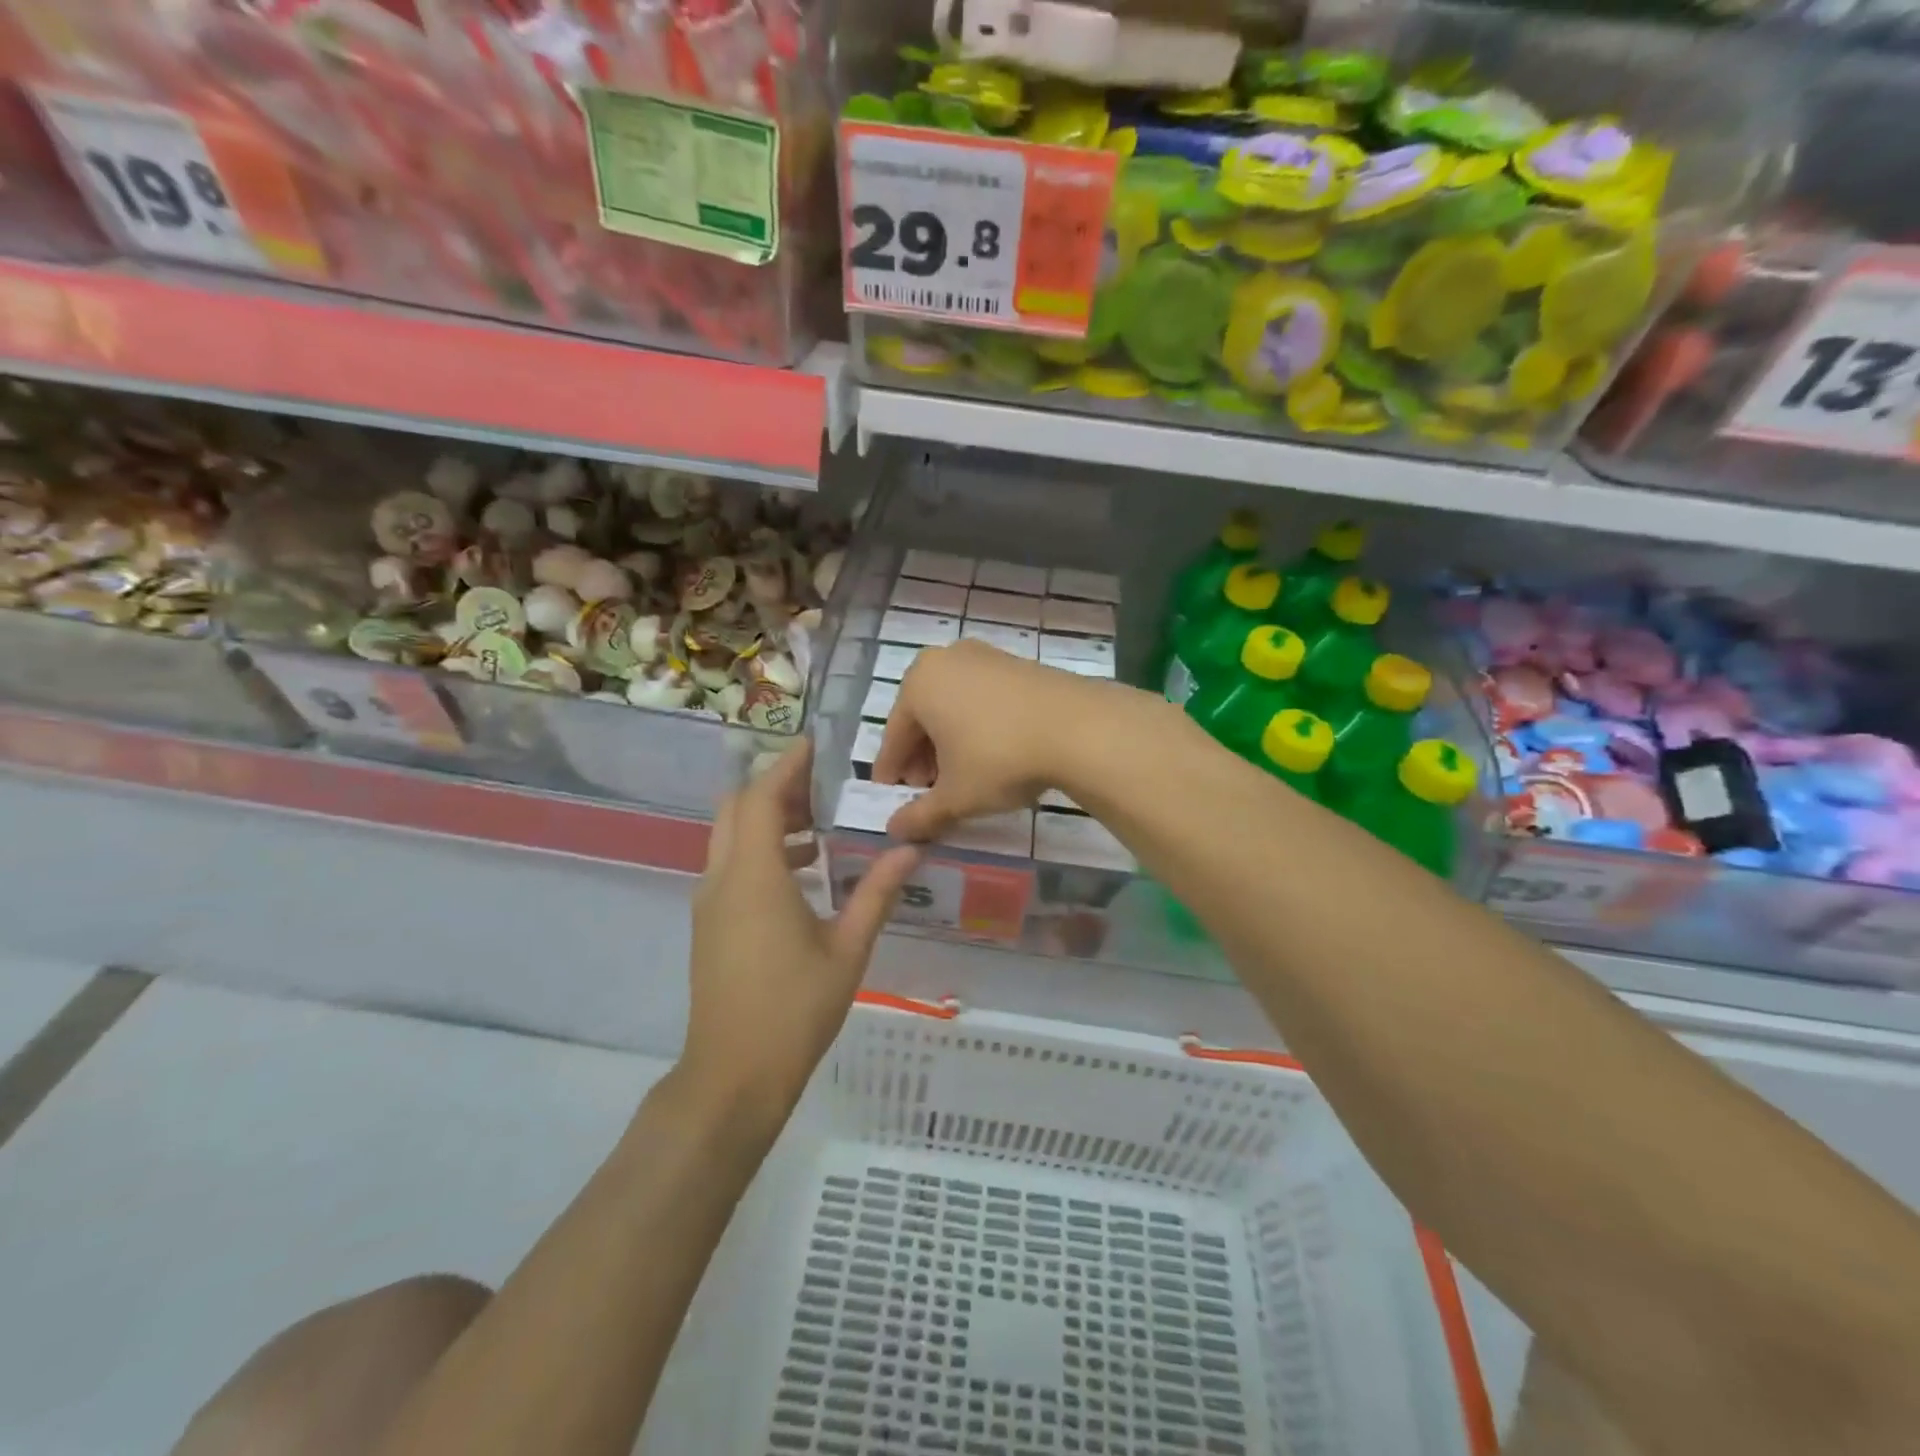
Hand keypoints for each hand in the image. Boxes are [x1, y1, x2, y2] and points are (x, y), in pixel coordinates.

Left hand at [682, 741, 919, 1119]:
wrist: (733, 1075)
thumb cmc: (795, 1009)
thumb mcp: (848, 948)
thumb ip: (878, 893)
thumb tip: (909, 848)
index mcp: (755, 876)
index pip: (763, 798)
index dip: (786, 765)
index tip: (814, 744)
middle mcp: (723, 879)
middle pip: (738, 809)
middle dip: (775, 787)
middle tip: (821, 786)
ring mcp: (709, 902)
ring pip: (730, 837)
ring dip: (767, 820)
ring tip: (818, 825)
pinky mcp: (709, 924)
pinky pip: (729, 865)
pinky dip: (759, 850)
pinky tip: (802, 872)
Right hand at [874, 640, 1100, 841]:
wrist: (1078, 728)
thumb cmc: (1000, 759)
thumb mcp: (956, 796)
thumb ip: (920, 815)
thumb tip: (895, 831)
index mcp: (919, 683)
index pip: (894, 735)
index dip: (891, 769)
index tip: (889, 793)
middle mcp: (946, 660)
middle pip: (923, 716)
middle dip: (922, 755)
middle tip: (927, 790)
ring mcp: (984, 656)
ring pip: (953, 706)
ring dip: (949, 741)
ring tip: (960, 775)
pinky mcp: (1017, 663)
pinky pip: (981, 698)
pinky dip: (976, 725)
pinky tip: (990, 752)